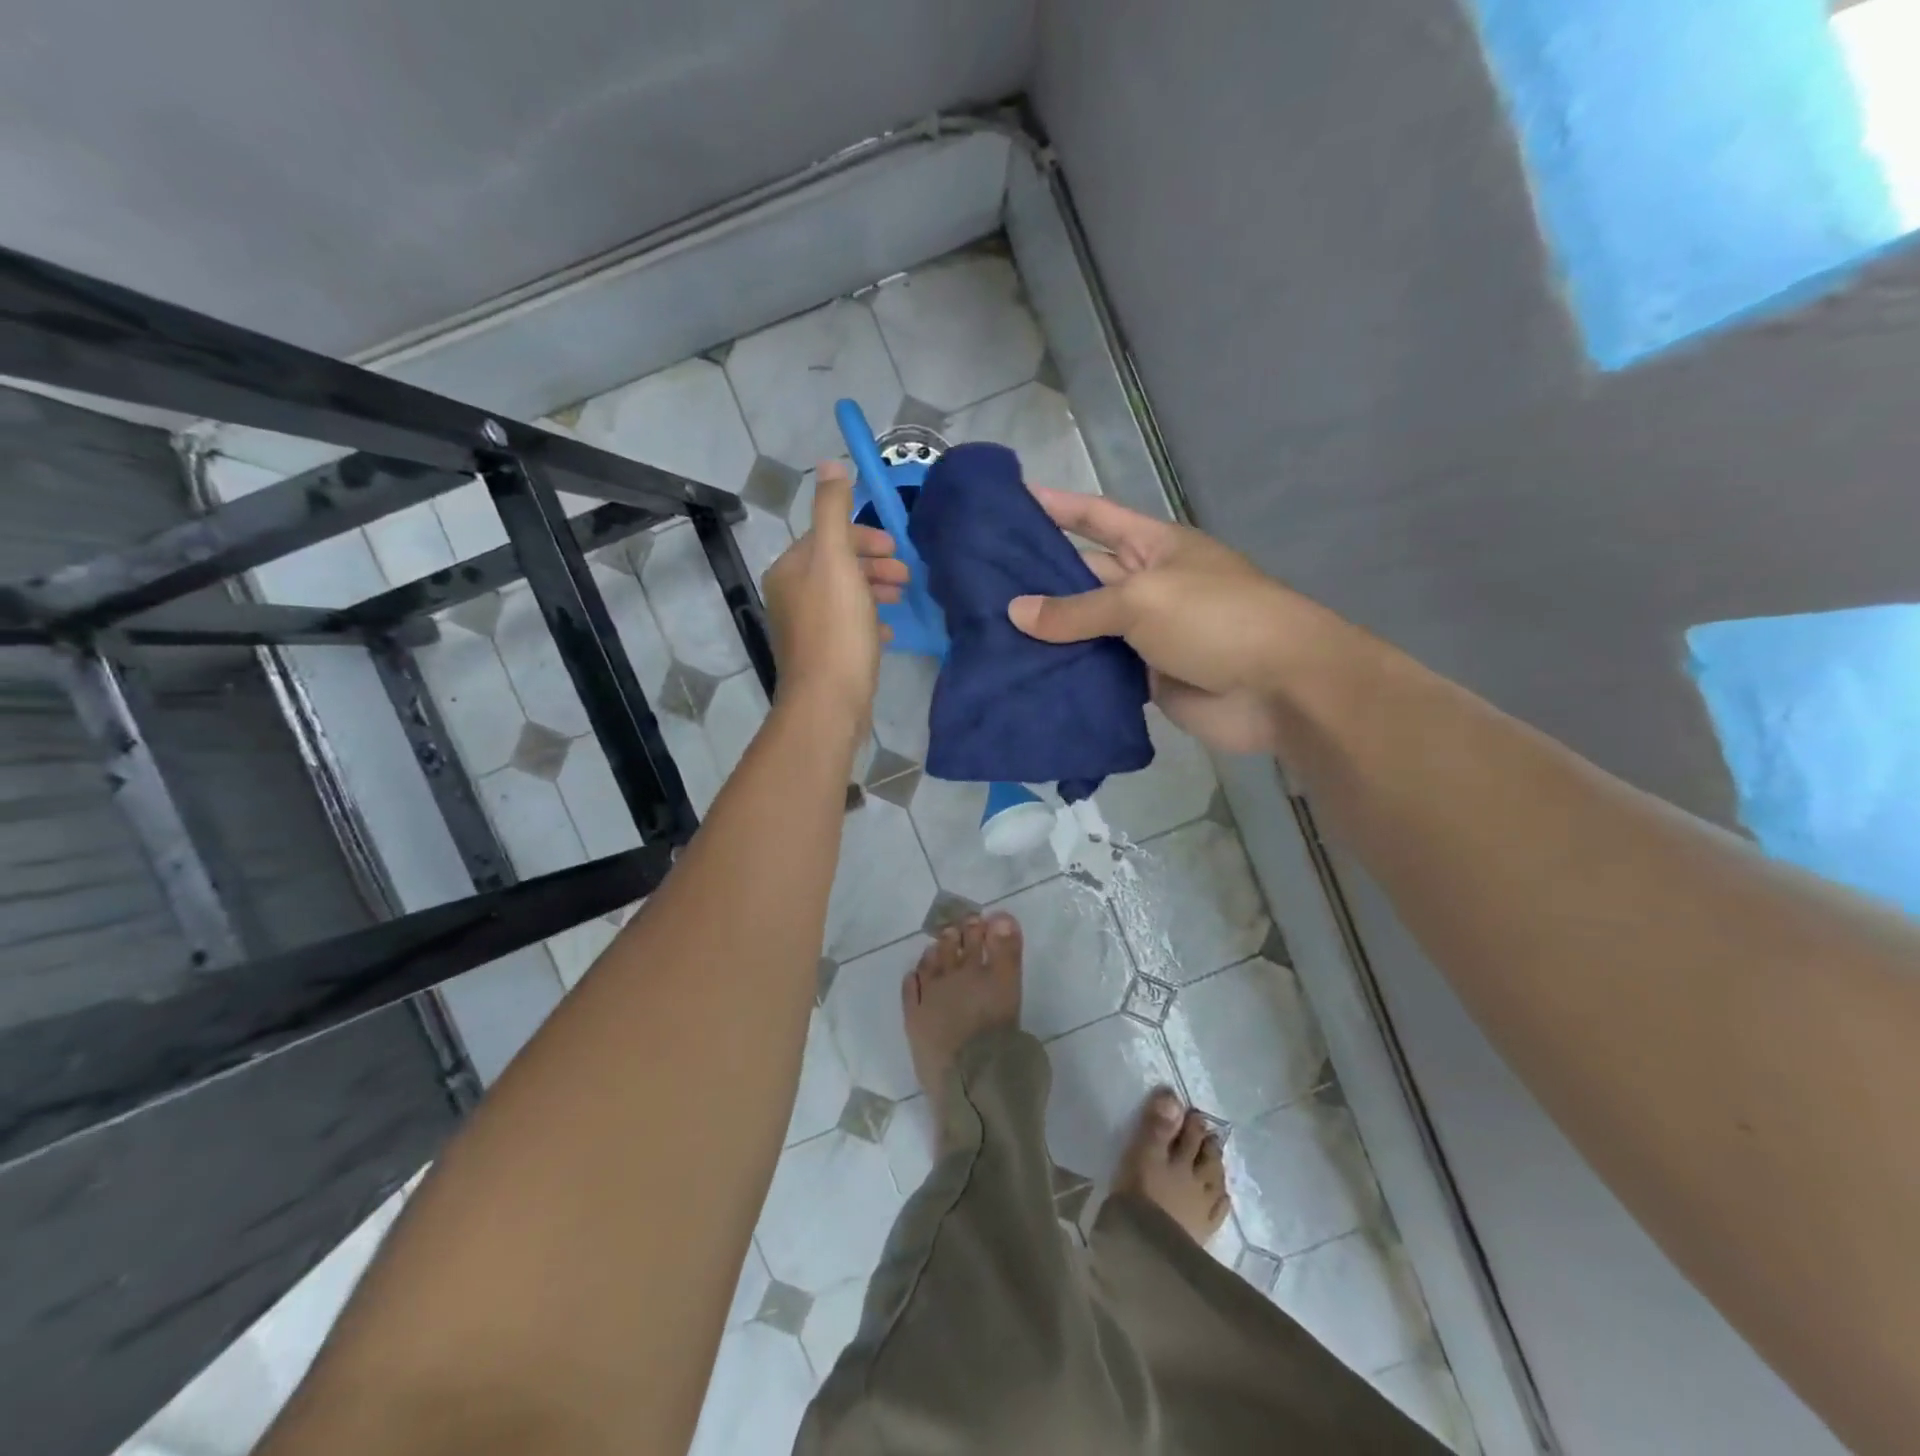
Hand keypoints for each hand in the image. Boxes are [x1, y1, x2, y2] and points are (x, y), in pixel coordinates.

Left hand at [761, 462, 908, 731]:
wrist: (829, 701)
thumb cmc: (836, 629)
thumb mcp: (837, 561)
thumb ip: (834, 511)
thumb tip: (831, 464)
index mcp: (790, 570)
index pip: (827, 536)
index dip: (863, 537)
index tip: (895, 549)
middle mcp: (791, 595)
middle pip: (837, 566)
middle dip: (873, 565)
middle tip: (905, 575)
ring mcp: (805, 628)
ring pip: (844, 597)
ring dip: (875, 591)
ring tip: (902, 600)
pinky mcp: (822, 656)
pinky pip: (848, 627)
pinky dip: (869, 622)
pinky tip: (888, 632)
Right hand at [1008, 488, 1325, 755]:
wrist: (1279, 688)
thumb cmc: (1216, 619)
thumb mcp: (1142, 600)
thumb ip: (1077, 610)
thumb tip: (1016, 612)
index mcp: (1153, 547)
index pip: (1095, 518)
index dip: (1057, 506)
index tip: (1012, 499)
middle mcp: (1146, 586)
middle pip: (1082, 577)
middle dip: (1037, 581)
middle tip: (978, 585)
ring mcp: (1145, 636)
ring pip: (1085, 631)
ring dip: (1046, 635)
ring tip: (988, 635)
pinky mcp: (1145, 680)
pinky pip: (1098, 673)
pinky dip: (1068, 675)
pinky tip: (1025, 678)